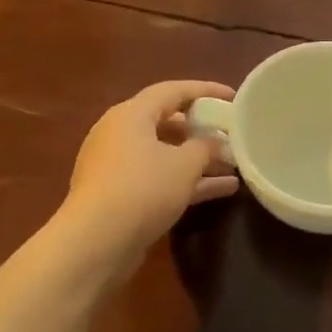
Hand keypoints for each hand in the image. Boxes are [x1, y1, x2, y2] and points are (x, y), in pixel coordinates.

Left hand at [62, 80, 237, 276]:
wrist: (97, 241)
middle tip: (231, 135)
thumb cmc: (143, 189)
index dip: (205, 91)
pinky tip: (221, 191)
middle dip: (202, 130)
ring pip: (165, 154)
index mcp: (131, 114)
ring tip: (234, 166)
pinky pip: (159, 178)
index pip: (172, 91)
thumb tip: (216, 141)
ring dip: (198, 160)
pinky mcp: (119, 194)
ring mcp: (117, 166)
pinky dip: (186, 181)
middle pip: (167, 122)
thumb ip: (206, 147)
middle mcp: (120, 134)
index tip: (233, 98)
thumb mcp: (184, 165)